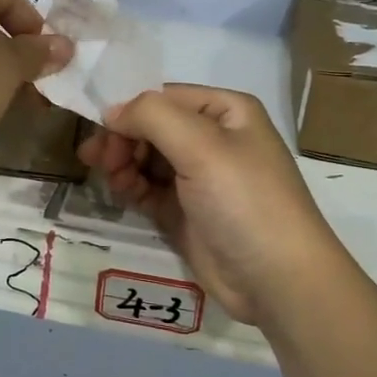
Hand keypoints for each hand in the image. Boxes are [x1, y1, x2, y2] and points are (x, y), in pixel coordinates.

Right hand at [77, 85, 348, 328]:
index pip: (164, 96)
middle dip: (122, 139)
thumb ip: (152, 116)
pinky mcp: (184, 211)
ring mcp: (198, 176)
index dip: (129, 109)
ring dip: (122, 163)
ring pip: (145, 157)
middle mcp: (213, 138)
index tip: (99, 130)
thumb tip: (111, 112)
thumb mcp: (201, 146)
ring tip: (111, 178)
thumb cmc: (244, 201)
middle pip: (151, 126)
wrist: (276, 280)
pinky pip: (147, 188)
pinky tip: (122, 191)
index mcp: (226, 111)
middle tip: (99, 160)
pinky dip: (130, 186)